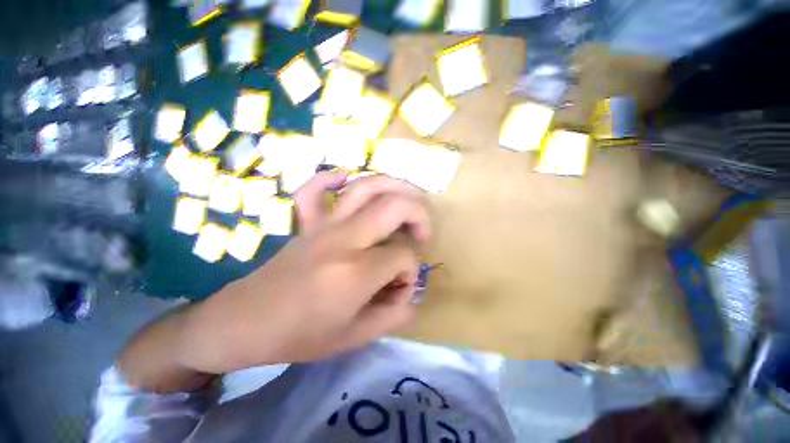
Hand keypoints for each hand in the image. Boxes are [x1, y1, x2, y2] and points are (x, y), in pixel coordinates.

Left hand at [180, 172, 430, 373]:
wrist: (244, 323)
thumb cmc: (299, 336)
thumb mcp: (355, 337)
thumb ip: (393, 315)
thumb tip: (411, 294)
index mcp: (356, 272)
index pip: (403, 257)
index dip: (410, 272)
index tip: (400, 288)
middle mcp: (344, 239)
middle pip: (394, 206)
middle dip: (419, 214)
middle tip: (422, 233)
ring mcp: (322, 225)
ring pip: (365, 186)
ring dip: (394, 186)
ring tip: (407, 199)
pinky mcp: (306, 222)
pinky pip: (315, 189)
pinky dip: (332, 178)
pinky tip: (346, 178)